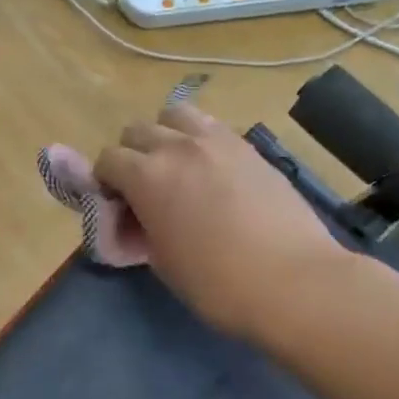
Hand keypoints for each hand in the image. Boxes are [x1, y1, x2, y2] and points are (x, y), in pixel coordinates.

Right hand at [95, 102, 351, 338]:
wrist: (293, 281)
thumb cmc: (216, 283)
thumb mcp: (160, 260)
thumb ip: (141, 226)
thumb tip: (139, 216)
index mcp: (146, 176)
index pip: (107, 160)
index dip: (105, 183)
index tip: (117, 207)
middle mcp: (177, 146)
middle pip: (137, 130)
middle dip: (131, 155)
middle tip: (143, 189)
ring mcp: (217, 141)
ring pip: (175, 115)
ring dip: (166, 135)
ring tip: (176, 167)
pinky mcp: (249, 147)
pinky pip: (211, 127)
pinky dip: (199, 141)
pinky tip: (210, 171)